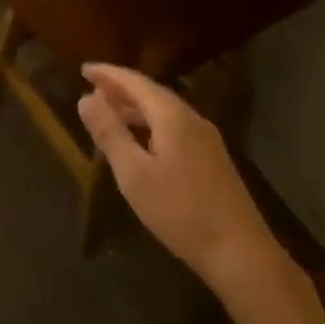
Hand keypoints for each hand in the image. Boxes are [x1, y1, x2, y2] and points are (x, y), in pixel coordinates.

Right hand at [77, 65, 277, 291]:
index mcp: (173, 116)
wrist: (241, 253)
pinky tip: (141, 141)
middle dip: (120, 89)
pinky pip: (174, 127)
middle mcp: (192, 120)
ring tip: (110, 113)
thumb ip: (109, 133)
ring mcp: (207, 140)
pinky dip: (150, 124)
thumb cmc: (180, 211)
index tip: (83, 70)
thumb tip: (86, 98)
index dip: (108, 74)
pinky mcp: (212, 159)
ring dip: (135, 108)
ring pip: (165, 111)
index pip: (135, 82)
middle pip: (152, 93)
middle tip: (92, 88)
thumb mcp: (134, 174)